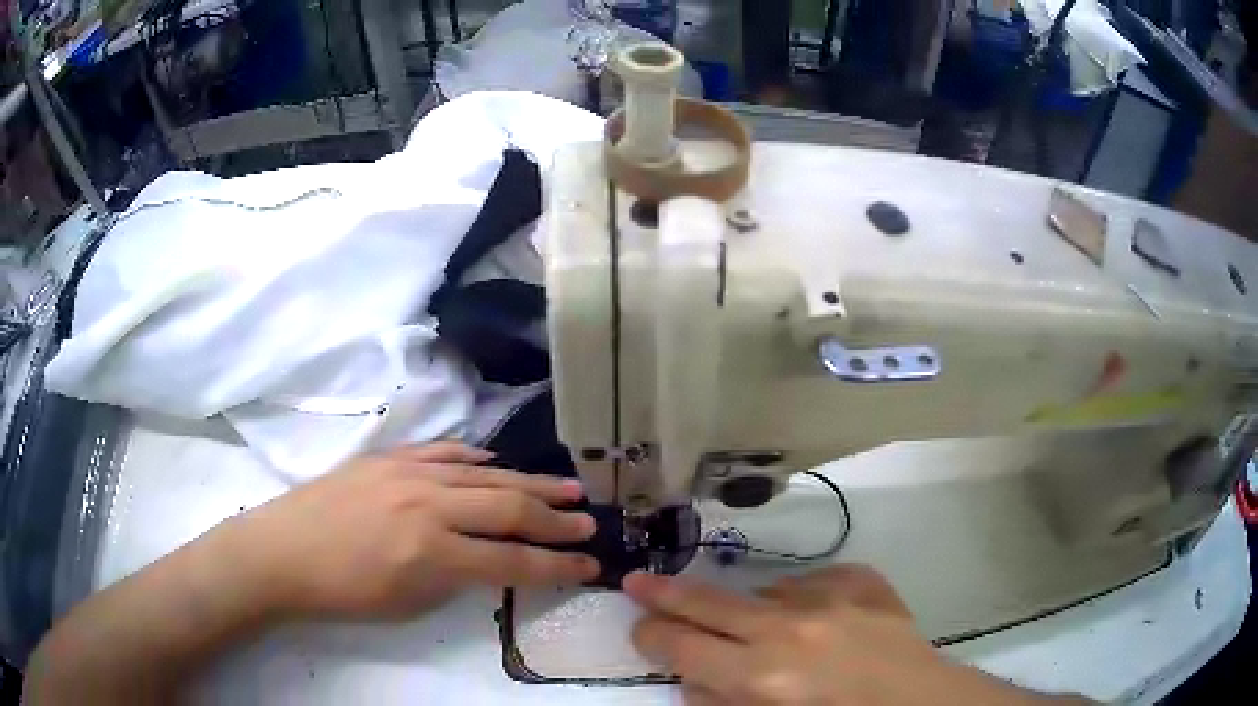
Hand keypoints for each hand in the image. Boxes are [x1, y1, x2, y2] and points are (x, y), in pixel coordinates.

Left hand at [226, 443, 598, 619]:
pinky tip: (500, 463)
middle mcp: (428, 506)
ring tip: (568, 486)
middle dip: (555, 518)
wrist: (283, 551)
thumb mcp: (409, 604)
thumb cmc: (344, 593)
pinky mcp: (390, 457)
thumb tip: (487, 559)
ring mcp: (408, 473)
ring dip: (530, 481)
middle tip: (588, 521)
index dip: (558, 566)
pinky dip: (479, 458)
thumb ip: (456, 578)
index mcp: (432, 553)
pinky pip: (446, 452)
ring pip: (485, 474)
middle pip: (509, 507)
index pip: (513, 561)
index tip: (590, 565)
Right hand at [625, 566, 1081, 705]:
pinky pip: (813, 582)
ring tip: (768, 635)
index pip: (680, 646)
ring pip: (763, 591)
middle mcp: (789, 629)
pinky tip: (816, 622)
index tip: (640, 628)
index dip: (651, 636)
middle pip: (707, 602)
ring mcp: (832, 597)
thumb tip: (693, 678)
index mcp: (761, 676)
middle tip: (638, 581)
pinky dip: (802, 600)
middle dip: (665, 594)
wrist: (922, 704)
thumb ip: (721, 702)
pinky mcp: (863, 581)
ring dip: (751, 610)